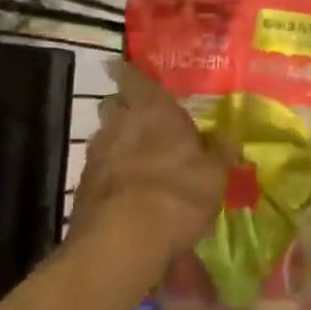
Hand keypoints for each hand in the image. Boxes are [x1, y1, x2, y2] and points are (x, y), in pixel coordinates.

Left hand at [72, 59, 230, 272]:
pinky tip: (128, 192)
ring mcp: (95, 156)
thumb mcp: (214, 175)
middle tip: (145, 121)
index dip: (129, 72)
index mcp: (152, 109)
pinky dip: (112, 176)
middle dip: (125, 110)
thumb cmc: (178, 194)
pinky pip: (99, 170)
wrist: (122, 242)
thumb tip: (228, 137)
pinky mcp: (82, 188)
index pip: (133, 77)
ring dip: (119, 145)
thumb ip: (219, 152)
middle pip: (114, 106)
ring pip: (106, 138)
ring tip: (140, 162)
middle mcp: (119, 124)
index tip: (123, 67)